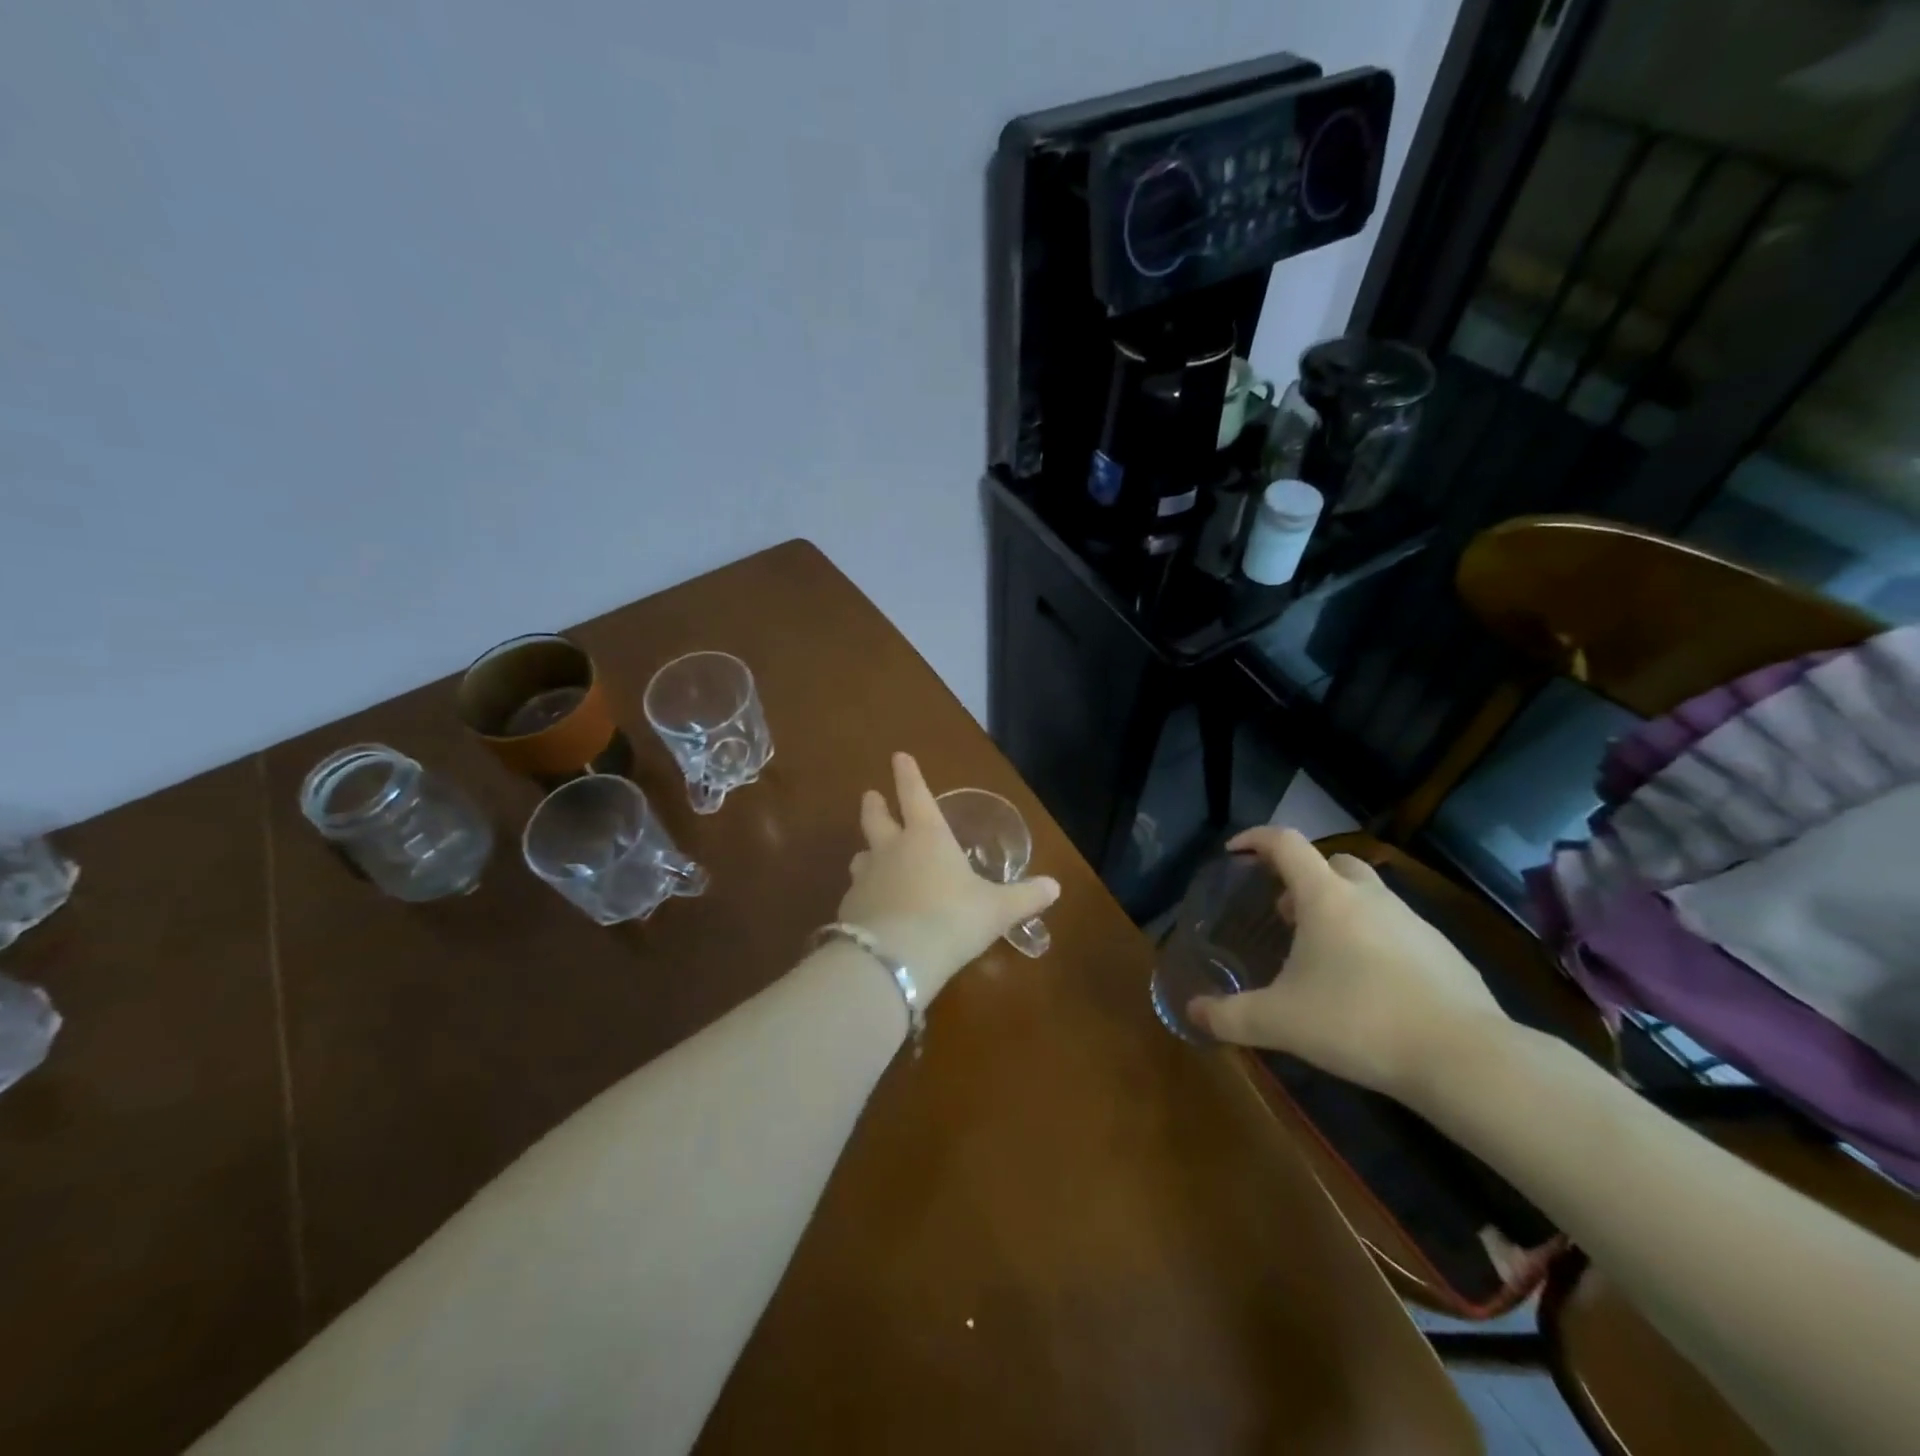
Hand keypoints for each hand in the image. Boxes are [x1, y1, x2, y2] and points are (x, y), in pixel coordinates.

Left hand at [838, 753, 1059, 998]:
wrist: (895, 959)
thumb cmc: (953, 919)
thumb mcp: (997, 909)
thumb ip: (1025, 896)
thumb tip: (1055, 887)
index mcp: (927, 837)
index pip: (915, 795)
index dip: (908, 774)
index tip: (898, 756)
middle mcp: (891, 850)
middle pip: (875, 818)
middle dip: (874, 805)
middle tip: (870, 795)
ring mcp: (866, 879)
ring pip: (861, 856)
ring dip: (866, 852)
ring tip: (867, 855)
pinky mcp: (849, 910)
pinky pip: (857, 895)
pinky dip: (864, 896)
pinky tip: (870, 910)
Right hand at [1187, 827, 1512, 1106]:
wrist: (1465, 1059)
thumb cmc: (1358, 1022)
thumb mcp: (1280, 1022)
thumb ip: (1230, 1016)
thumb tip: (1192, 1012)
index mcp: (1326, 897)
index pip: (1286, 844)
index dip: (1256, 840)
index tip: (1235, 853)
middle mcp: (1370, 897)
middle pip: (1333, 862)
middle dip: (1303, 878)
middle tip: (1284, 912)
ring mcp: (1414, 922)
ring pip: (1368, 896)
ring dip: (1340, 910)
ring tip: (1323, 955)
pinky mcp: (1445, 953)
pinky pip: (1398, 930)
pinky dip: (1374, 941)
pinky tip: (1370, 986)